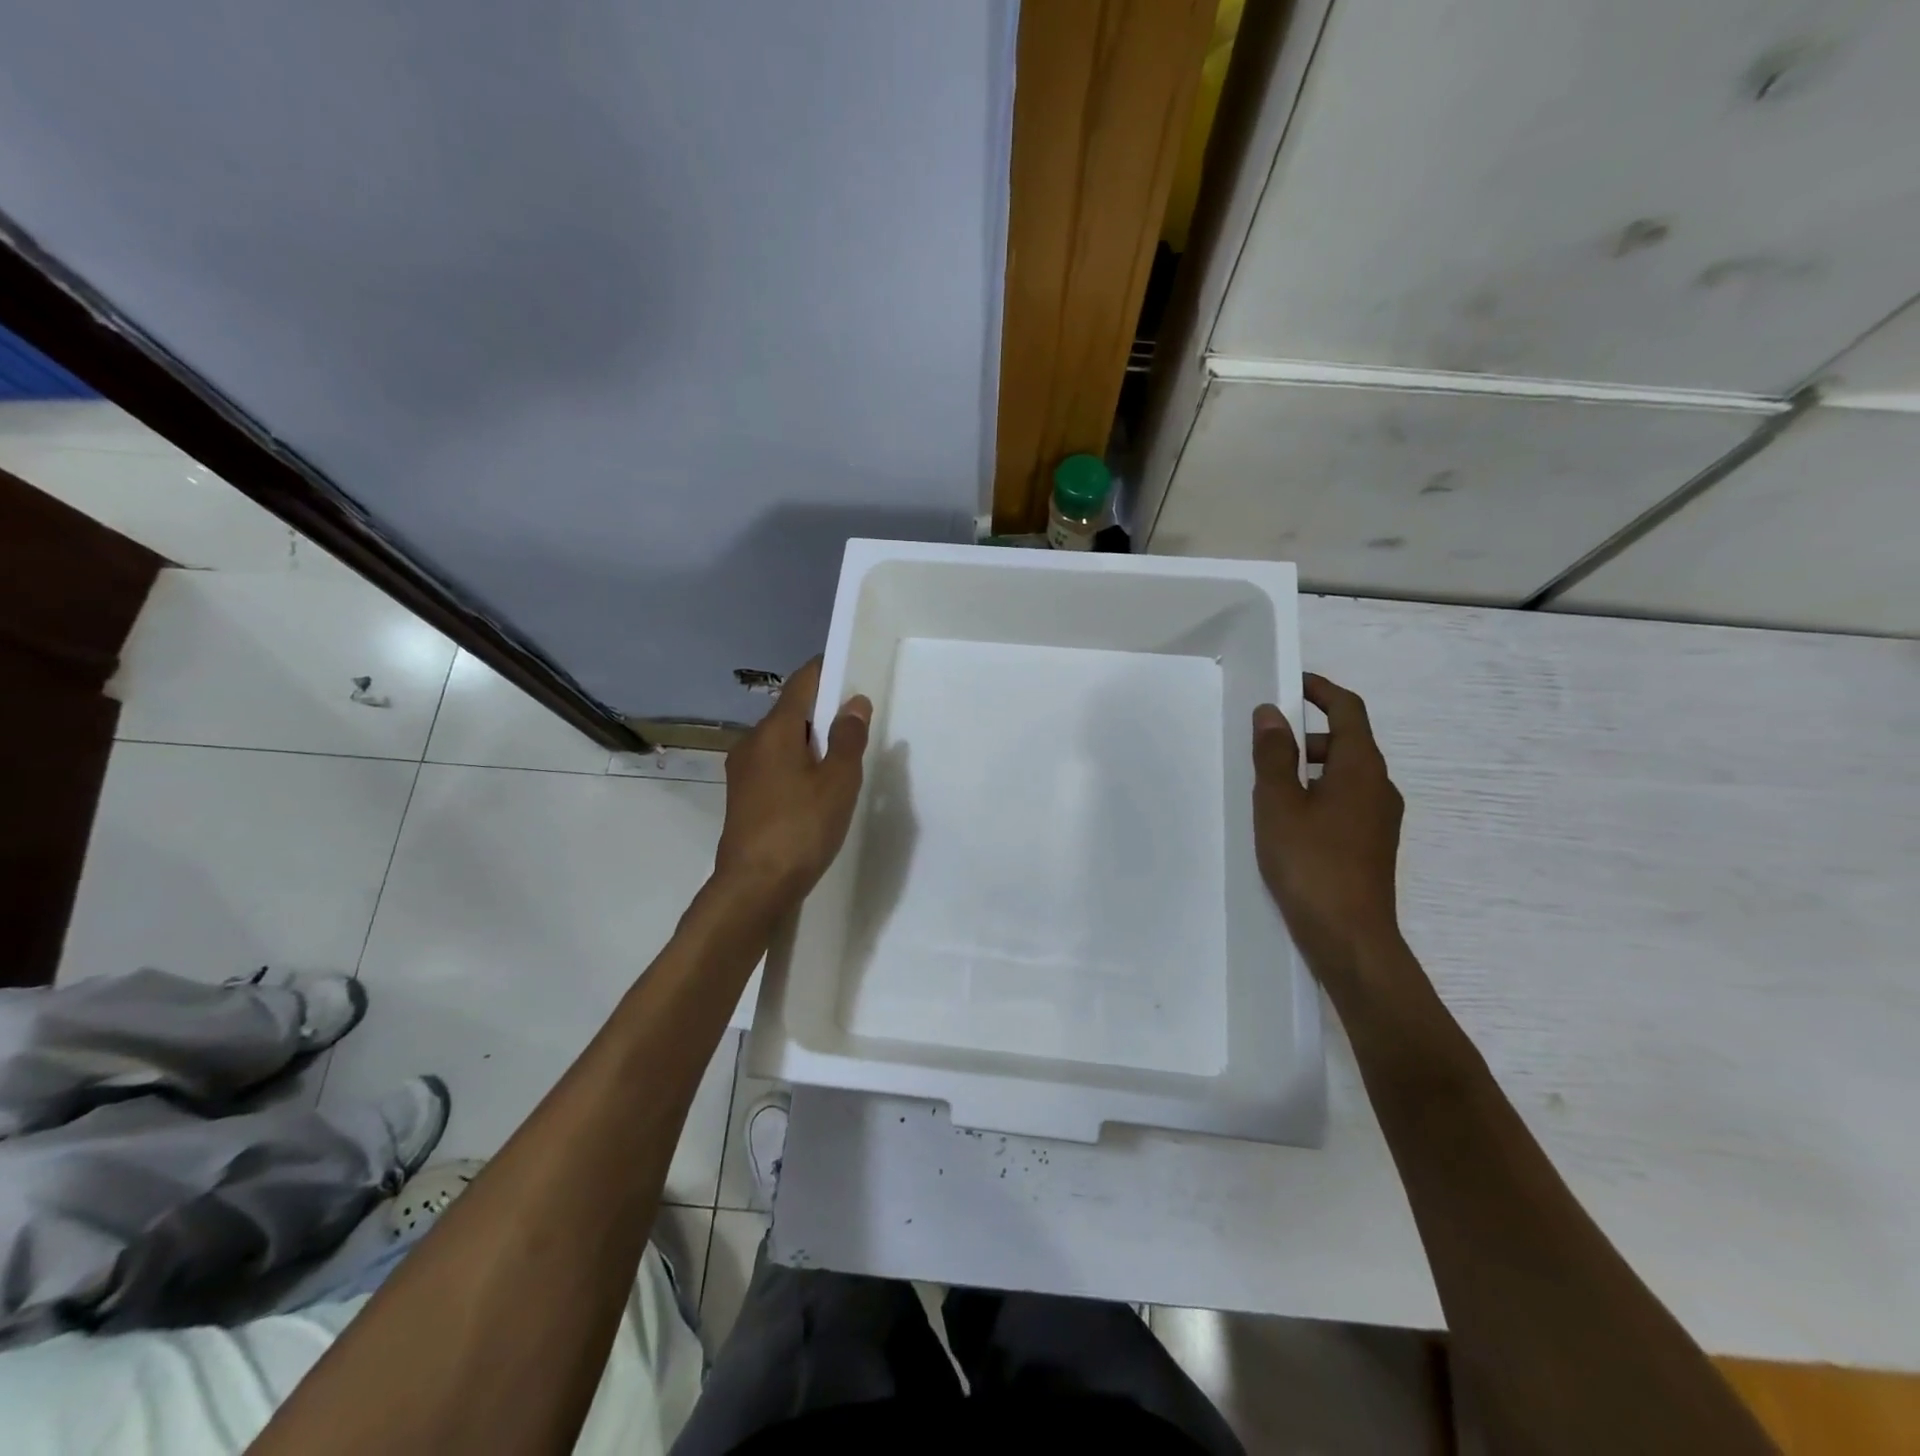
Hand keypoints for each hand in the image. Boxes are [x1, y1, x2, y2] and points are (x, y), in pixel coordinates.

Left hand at [714, 657, 871, 905]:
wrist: (754, 887)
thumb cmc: (801, 829)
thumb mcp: (837, 782)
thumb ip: (848, 738)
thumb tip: (854, 702)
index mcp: (774, 731)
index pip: (802, 683)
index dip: (826, 670)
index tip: (851, 670)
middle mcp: (752, 742)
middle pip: (792, 712)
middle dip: (824, 711)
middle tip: (858, 722)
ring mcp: (743, 770)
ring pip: (783, 740)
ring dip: (811, 740)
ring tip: (843, 757)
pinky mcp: (744, 796)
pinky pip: (775, 764)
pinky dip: (798, 763)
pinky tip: (817, 786)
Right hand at [1251, 674, 1405, 986]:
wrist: (1350, 937)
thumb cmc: (1310, 862)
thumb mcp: (1278, 803)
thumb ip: (1274, 754)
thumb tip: (1272, 713)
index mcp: (1362, 768)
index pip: (1348, 710)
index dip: (1322, 690)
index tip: (1292, 682)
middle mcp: (1380, 787)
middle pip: (1348, 742)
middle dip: (1308, 733)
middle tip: (1266, 741)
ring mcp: (1380, 819)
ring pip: (1345, 775)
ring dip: (1311, 766)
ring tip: (1269, 784)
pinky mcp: (1371, 845)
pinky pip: (1345, 801)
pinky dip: (1318, 793)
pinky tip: (1289, 820)